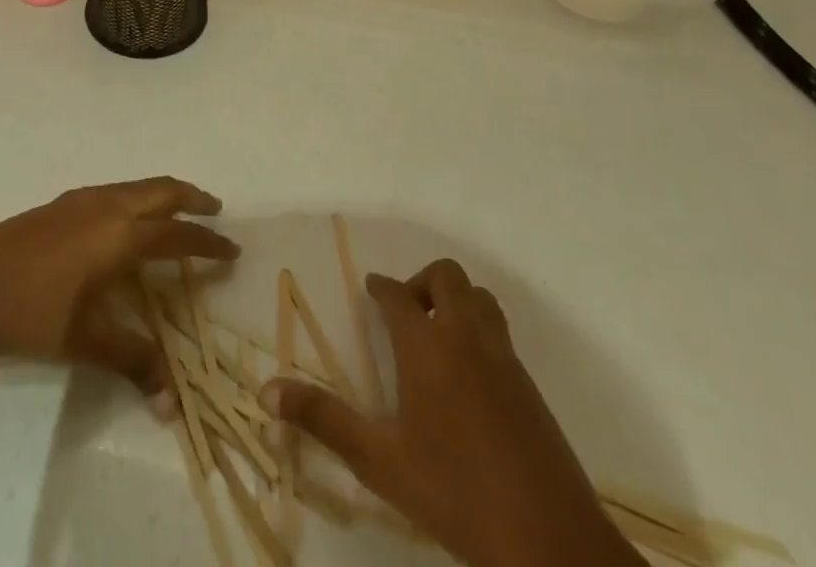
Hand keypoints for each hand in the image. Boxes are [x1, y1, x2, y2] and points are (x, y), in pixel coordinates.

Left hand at [0, 177, 236, 395]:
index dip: (207, 241)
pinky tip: (125, 220)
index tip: (232, 248)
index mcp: (119, 234)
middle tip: (214, 210)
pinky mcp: (59, 203)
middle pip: (160, 189)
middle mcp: (105, 205)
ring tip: (177, 211)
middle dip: (191, 197)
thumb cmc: (32, 316)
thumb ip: (134, 362)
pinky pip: (113, 190)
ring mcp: (80, 199)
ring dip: (162, 193)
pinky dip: (135, 196)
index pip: (177, 233)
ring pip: (135, 185)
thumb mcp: (86, 342)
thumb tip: (173, 403)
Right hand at [264, 260, 638, 566]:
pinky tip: (469, 374)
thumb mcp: (380, 461)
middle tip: (406, 312)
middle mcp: (465, 336)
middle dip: (422, 282)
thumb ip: (324, 420)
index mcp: (426, 345)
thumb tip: (266, 391)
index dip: (381, 286)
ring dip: (456, 300)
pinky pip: (500, 332)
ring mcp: (503, 357)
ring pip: (480, 298)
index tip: (371, 289)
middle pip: (446, 277)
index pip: (397, 294)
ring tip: (437, 335)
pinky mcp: (529, 385)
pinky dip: (479, 330)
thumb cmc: (454, 492)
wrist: (549, 539)